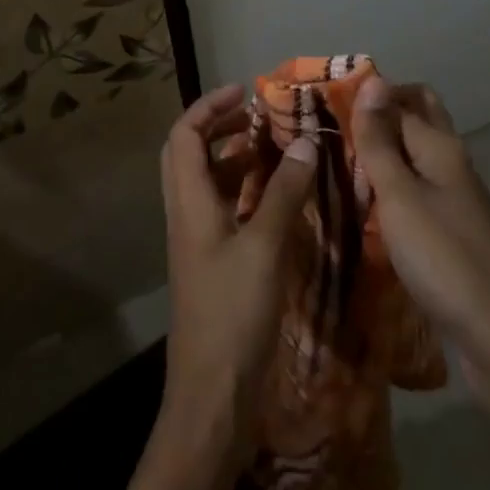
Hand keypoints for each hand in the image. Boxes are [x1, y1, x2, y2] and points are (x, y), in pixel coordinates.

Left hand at [105, 84, 315, 489]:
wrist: (211, 398)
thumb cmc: (233, 314)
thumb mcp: (265, 248)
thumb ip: (285, 192)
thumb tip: (305, 141)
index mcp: (188, 201)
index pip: (184, 134)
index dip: (209, 105)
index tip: (244, 91)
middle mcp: (185, 213)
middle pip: (189, 153)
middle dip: (219, 126)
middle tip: (257, 117)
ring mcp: (196, 241)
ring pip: (206, 182)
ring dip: (233, 158)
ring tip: (272, 150)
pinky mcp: (210, 265)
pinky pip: (222, 210)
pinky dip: (244, 192)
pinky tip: (275, 200)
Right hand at [352, 78, 489, 489]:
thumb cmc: (444, 259)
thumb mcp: (400, 196)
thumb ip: (380, 140)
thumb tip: (372, 79)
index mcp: (440, 145)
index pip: (396, 99)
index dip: (361, 95)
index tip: (318, 103)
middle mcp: (451, 161)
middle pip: (415, 117)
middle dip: (377, 114)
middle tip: (333, 125)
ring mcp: (455, 197)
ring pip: (414, 155)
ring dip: (381, 150)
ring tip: (335, 160)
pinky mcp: (452, 230)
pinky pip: (416, 189)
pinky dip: (391, 185)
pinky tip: (364, 202)